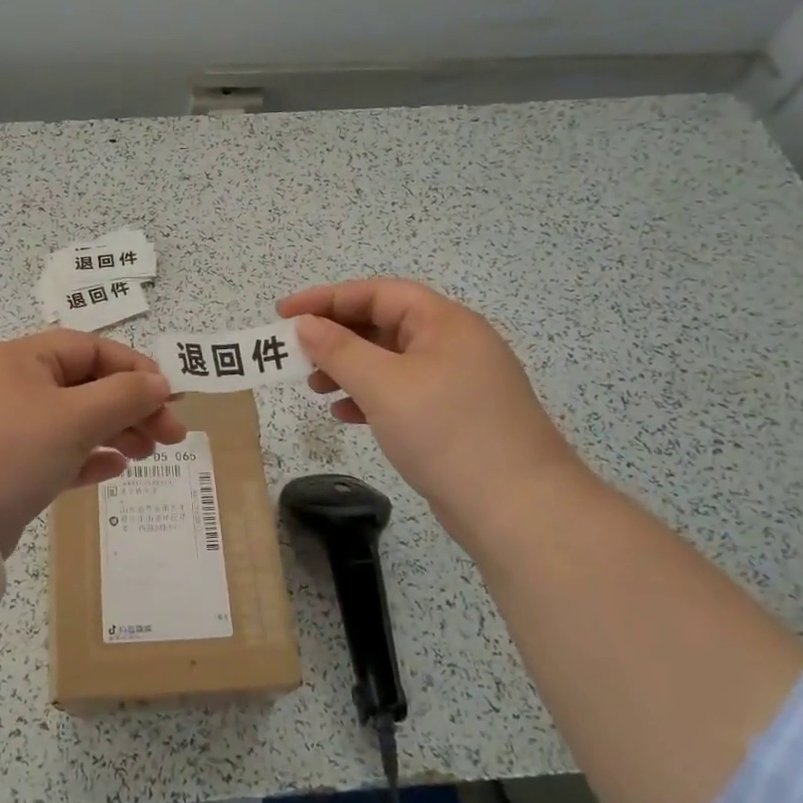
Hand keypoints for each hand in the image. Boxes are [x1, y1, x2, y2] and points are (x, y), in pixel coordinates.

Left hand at [0, 330, 186, 553]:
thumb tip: (160, 382)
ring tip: (147, 455)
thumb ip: (124, 396)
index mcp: (26, 358)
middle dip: (132, 407)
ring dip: (115, 432)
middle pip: (87, 386)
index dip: (135, 368)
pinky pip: (58, 453)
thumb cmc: (13, 450)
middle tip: (171, 437)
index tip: (170, 397)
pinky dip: (88, 457)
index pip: (92, 349)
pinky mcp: (8, 466)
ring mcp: (9, 427)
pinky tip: (114, 470)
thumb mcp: (75, 417)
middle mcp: (16, 385)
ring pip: (75, 421)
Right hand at [278, 279, 582, 542]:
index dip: (327, 298)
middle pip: (384, 324)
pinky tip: (345, 414)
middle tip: (295, 352)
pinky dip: (370, 397)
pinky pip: (402, 392)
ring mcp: (457, 382)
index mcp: (445, 323)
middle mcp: (453, 344)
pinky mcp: (455, 417)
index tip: (284, 313)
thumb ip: (339, 350)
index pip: (378, 293)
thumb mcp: (384, 386)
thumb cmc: (447, 432)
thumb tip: (305, 325)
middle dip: (336, 336)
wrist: (519, 510)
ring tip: (314, 386)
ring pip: (390, 361)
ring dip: (349, 368)